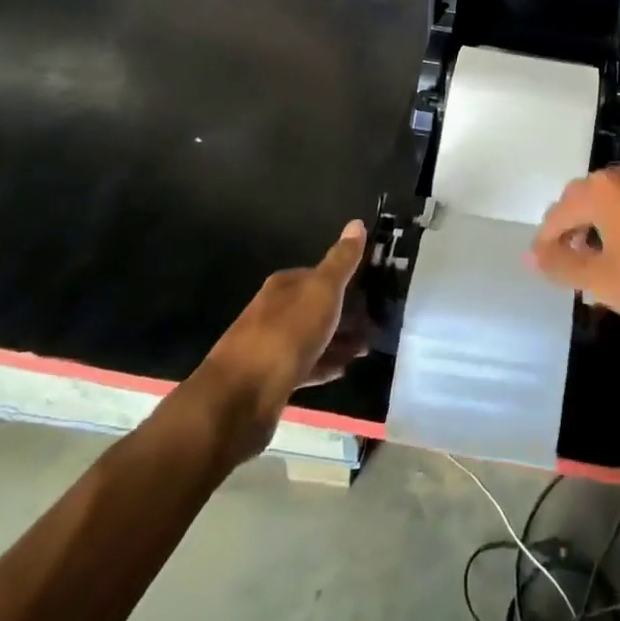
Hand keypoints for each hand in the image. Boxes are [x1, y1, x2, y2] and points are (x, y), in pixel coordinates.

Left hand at [202, 221, 371, 458]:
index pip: (319, 274)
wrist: (241, 398)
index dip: (347, 281)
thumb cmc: (287, 334)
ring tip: (367, 349)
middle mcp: (274, 311)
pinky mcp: (271, 379)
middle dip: (347, 314)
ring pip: (313, 337)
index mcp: (284, 285)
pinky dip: (326, 364)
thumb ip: (341, 260)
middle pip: (317, 307)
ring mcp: (271, 346)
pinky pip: (306, 365)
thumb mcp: (322, 291)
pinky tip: (344, 370)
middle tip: (377, 324)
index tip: (374, 290)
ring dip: (340, 341)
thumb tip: (357, 222)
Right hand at [528, 165, 619, 341]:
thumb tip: (531, 254)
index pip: (558, 213)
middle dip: (570, 233)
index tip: (542, 269)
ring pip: (609, 206)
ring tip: (595, 269)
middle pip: (582, 201)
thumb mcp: (602, 280)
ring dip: (595, 232)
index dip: (546, 242)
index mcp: (603, 189)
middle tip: (567, 269)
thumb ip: (561, 264)